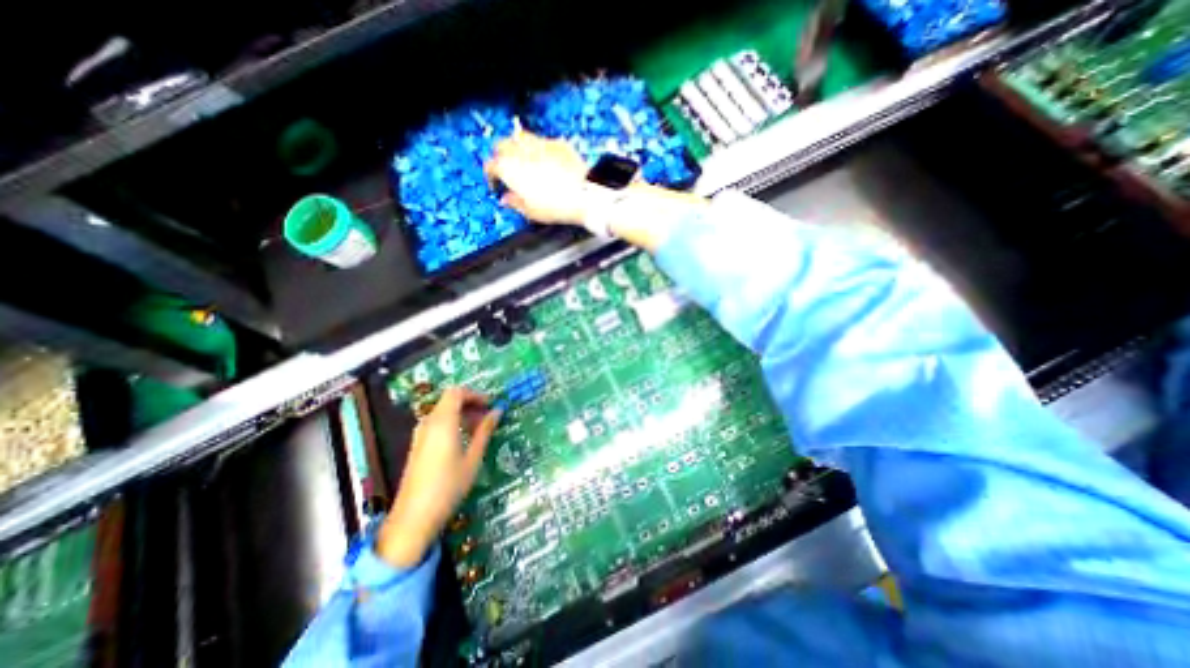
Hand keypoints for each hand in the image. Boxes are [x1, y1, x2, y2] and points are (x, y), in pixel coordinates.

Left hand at [373, 386, 498, 567]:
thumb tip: (497, 411)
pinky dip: (453, 423)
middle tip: (489, 416)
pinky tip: (464, 440)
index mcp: (443, 422)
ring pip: (443, 412)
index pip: (456, 392)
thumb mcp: (473, 458)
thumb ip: (485, 431)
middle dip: (471, 403)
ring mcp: (420, 434)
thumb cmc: (449, 486)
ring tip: (480, 429)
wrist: (413, 518)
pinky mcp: (418, 445)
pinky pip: (437, 424)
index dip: (475, 394)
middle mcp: (429, 423)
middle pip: (449, 400)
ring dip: (462, 414)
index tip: (491, 404)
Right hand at [483, 130, 588, 227]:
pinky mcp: (557, 143)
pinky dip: (540, 148)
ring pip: (520, 137)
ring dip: (518, 146)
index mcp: (509, 168)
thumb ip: (514, 202)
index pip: (490, 166)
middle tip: (507, 168)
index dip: (491, 176)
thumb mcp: (530, 211)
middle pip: (501, 145)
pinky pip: (542, 141)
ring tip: (523, 160)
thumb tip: (507, 200)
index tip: (496, 184)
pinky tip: (545, 159)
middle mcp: (521, 151)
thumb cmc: (556, 205)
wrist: (583, 195)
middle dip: (501, 155)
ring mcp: (540, 144)